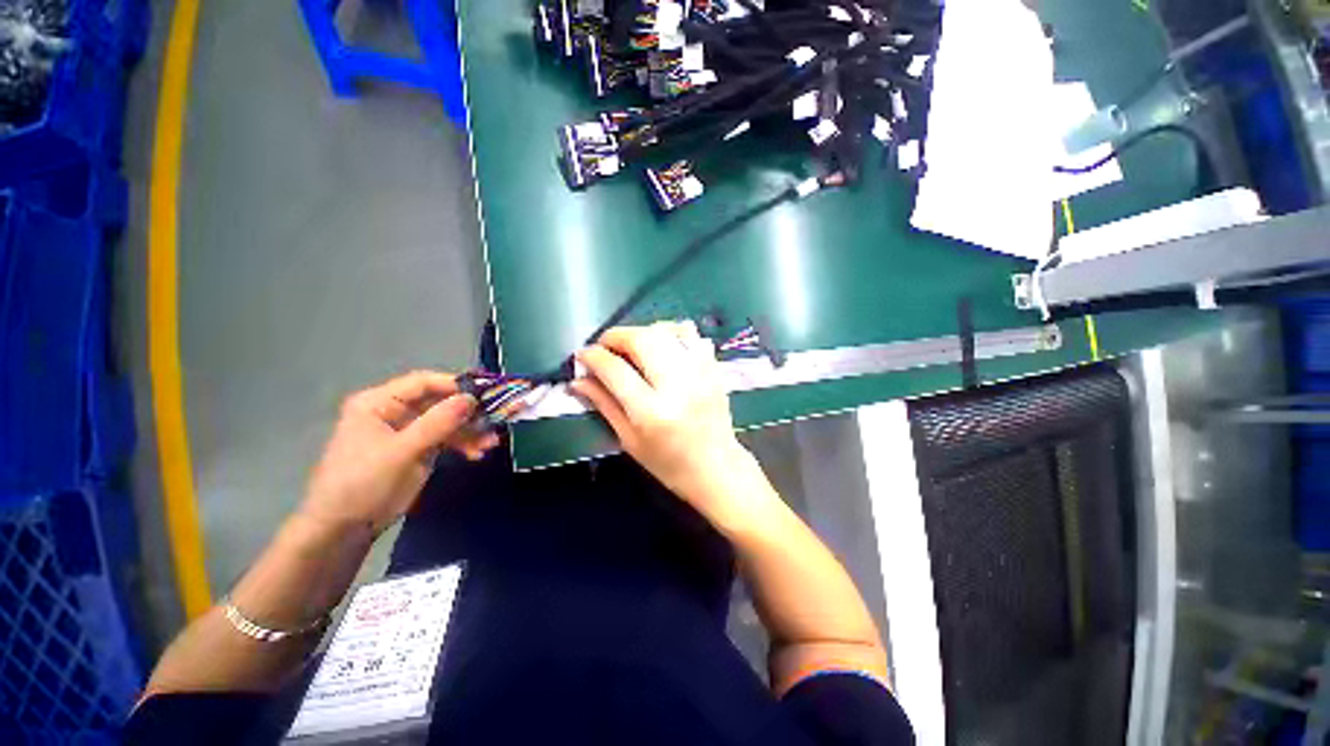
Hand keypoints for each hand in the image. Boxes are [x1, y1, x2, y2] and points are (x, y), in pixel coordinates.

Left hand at [301, 371, 500, 535]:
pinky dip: (464, 444)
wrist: (344, 528)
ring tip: (491, 442)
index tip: (486, 393)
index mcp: (380, 402)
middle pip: (441, 401)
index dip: (455, 385)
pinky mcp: (419, 449)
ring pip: (448, 421)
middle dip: (468, 412)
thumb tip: (472, 399)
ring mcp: (409, 430)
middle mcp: (396, 411)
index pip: (423, 383)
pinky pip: (447, 438)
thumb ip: (437, 423)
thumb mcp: (401, 451)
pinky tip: (478, 453)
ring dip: (471, 431)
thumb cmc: (363, 482)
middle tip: (496, 419)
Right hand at [571, 323, 763, 525]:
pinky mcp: (713, 368)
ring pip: (665, 331)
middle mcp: (677, 386)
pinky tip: (660, 343)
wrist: (717, 468)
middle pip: (642, 340)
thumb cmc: (668, 464)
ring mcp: (700, 373)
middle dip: (615, 336)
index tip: (582, 355)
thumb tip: (578, 379)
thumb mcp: (629, 440)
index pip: (615, 369)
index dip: (593, 356)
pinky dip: (670, 332)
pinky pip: (690, 335)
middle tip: (604, 346)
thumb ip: (603, 405)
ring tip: (629, 345)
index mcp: (652, 412)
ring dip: (641, 332)